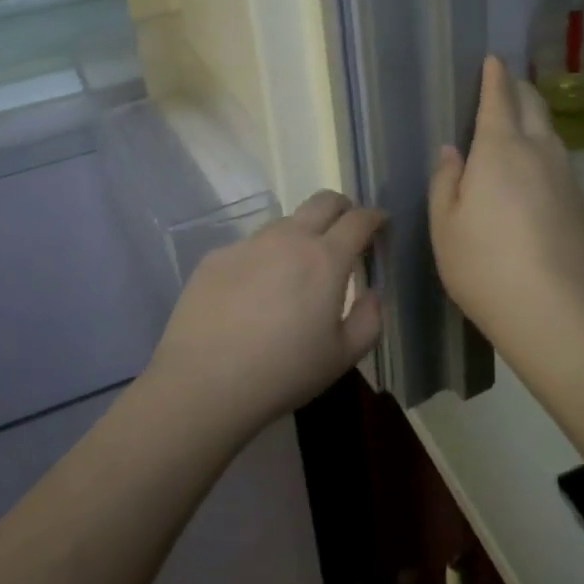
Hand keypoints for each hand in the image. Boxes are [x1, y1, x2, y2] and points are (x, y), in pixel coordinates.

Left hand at [145, 191, 383, 441]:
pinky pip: (250, 247)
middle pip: (323, 201)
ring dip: (300, 234)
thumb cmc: (283, 372)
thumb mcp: (342, 357)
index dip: (374, 217)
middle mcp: (288, 238)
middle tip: (345, 229)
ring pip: (284, 223)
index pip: (358, 220)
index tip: (380, 223)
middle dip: (342, 207)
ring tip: (295, 271)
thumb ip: (369, 319)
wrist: (203, 382)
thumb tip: (371, 292)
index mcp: (325, 259)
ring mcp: (249, 243)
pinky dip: (263, 259)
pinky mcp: (217, 256)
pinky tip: (252, 294)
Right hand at [429, 56, 583, 354]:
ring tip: (519, 129)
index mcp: (500, 149)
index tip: (492, 59)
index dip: (494, 75)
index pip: (499, 97)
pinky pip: (561, 166)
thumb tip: (453, 151)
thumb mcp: (444, 224)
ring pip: (551, 134)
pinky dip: (545, 157)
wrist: (559, 314)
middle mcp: (540, 152)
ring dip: (535, 122)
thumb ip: (445, 180)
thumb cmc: (485, 265)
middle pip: (533, 105)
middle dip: (518, 89)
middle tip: (504, 87)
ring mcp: (568, 178)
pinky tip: (536, 182)